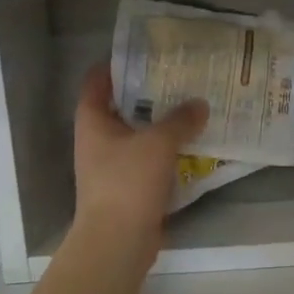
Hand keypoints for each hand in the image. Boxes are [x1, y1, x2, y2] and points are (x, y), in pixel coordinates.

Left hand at [71, 64, 208, 258]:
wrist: (118, 241)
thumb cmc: (128, 182)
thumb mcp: (158, 143)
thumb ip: (180, 120)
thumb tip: (200, 104)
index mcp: (93, 121)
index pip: (97, 81)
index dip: (117, 64)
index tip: (146, 52)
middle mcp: (99, 140)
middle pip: (122, 106)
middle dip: (149, 92)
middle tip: (180, 76)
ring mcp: (113, 165)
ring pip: (139, 134)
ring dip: (162, 122)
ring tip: (193, 105)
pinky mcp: (130, 186)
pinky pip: (151, 159)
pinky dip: (169, 150)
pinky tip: (194, 143)